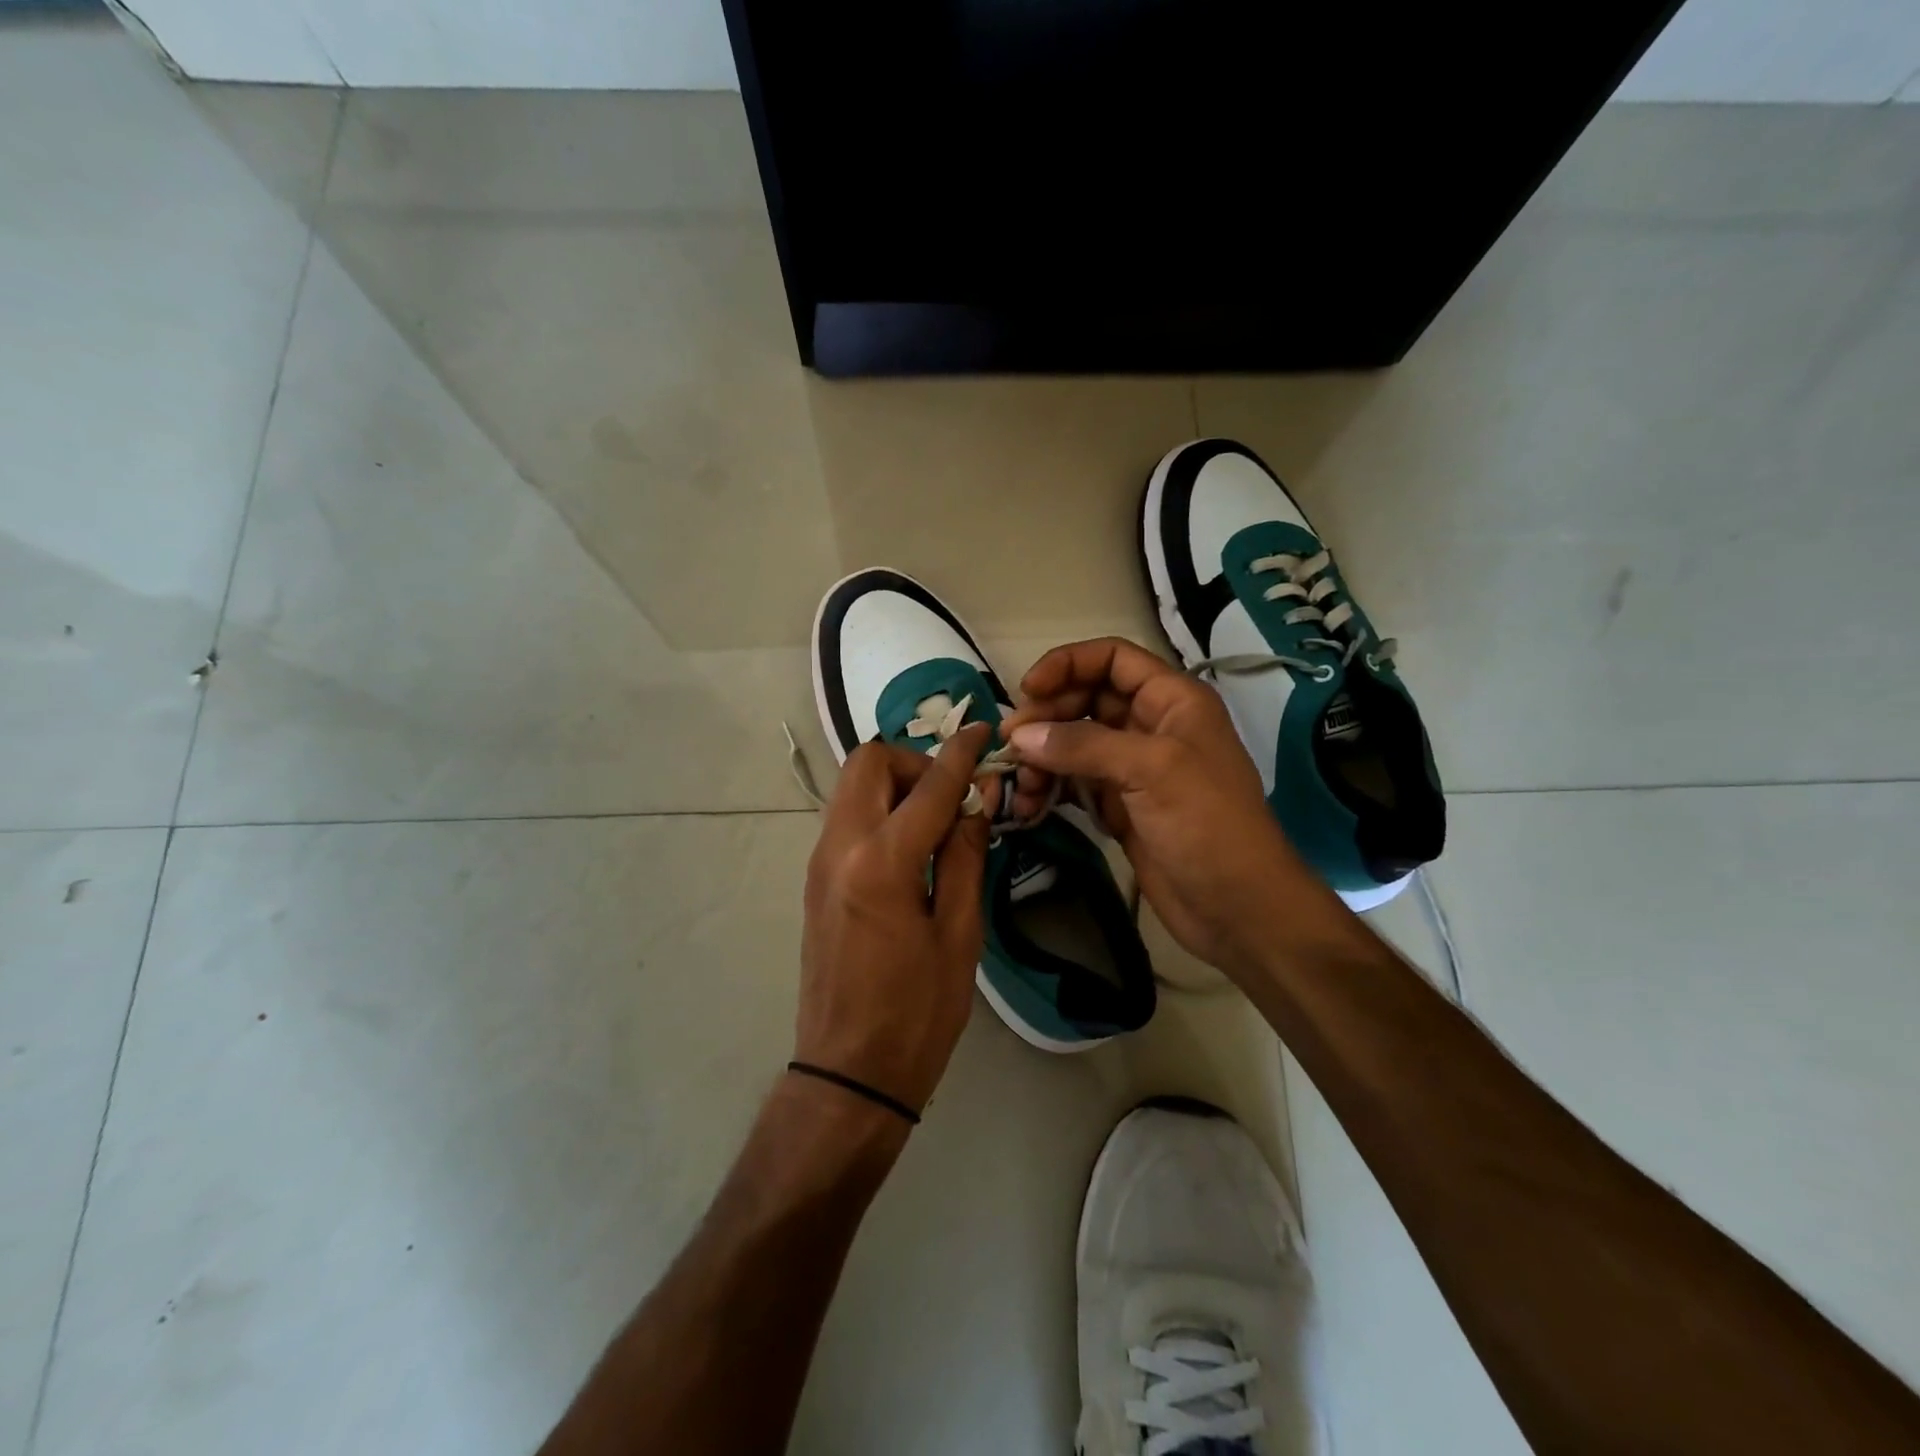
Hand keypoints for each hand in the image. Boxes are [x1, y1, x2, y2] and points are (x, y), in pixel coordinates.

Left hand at [795, 726, 995, 1115]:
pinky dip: (879, 809)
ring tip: (935, 821)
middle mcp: (839, 848)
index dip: (961, 754)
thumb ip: (964, 858)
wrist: (848, 1070)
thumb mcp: (959, 935)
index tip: (984, 732)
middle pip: (868, 762)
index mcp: (881, 863)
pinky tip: (909, 846)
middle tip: (951, 795)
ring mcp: (818, 862)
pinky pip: (846, 817)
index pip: (928, 786)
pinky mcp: (814, 878)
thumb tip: (975, 804)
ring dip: (894, 784)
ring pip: (852, 786)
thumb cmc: (917, 1012)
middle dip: (914, 761)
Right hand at [1002, 638, 1322, 972]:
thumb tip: (1021, 735)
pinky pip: (1074, 784)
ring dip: (1042, 758)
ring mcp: (1134, 769)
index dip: (1067, 665)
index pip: (1112, 659)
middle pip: (1086, 700)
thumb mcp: (1151, 770)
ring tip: (1020, 786)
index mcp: (1172, 700)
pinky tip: (1029, 807)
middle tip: (1012, 745)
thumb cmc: (1207, 824)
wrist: (1238, 908)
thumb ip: (1083, 745)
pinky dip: (1050, 789)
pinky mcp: (1120, 807)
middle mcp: (1151, 726)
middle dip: (1047, 717)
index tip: (1027, 691)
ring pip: (1074, 744)